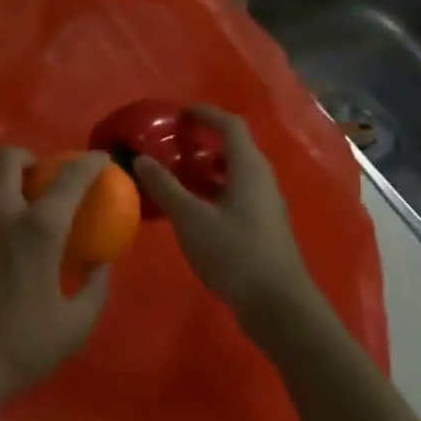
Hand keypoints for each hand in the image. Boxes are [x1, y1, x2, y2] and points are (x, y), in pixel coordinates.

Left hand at [0, 148, 112, 420]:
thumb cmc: (18, 345)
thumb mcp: (73, 326)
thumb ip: (94, 289)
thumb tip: (101, 265)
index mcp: (37, 228)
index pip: (68, 177)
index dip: (89, 163)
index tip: (100, 160)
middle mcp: (1, 214)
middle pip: (8, 158)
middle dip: (29, 157)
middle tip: (45, 178)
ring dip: (6, 182)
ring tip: (24, 207)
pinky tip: (3, 241)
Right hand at [133, 106, 327, 329]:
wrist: (278, 306)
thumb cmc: (234, 253)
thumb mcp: (190, 219)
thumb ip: (165, 186)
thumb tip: (141, 159)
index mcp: (248, 168)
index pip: (229, 125)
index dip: (205, 114)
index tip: (177, 114)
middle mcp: (261, 180)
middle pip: (233, 147)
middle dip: (202, 141)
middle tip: (171, 144)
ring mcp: (265, 205)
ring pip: (234, 173)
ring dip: (206, 168)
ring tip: (175, 174)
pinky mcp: (263, 227)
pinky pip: (235, 194)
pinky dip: (212, 190)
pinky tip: (190, 208)